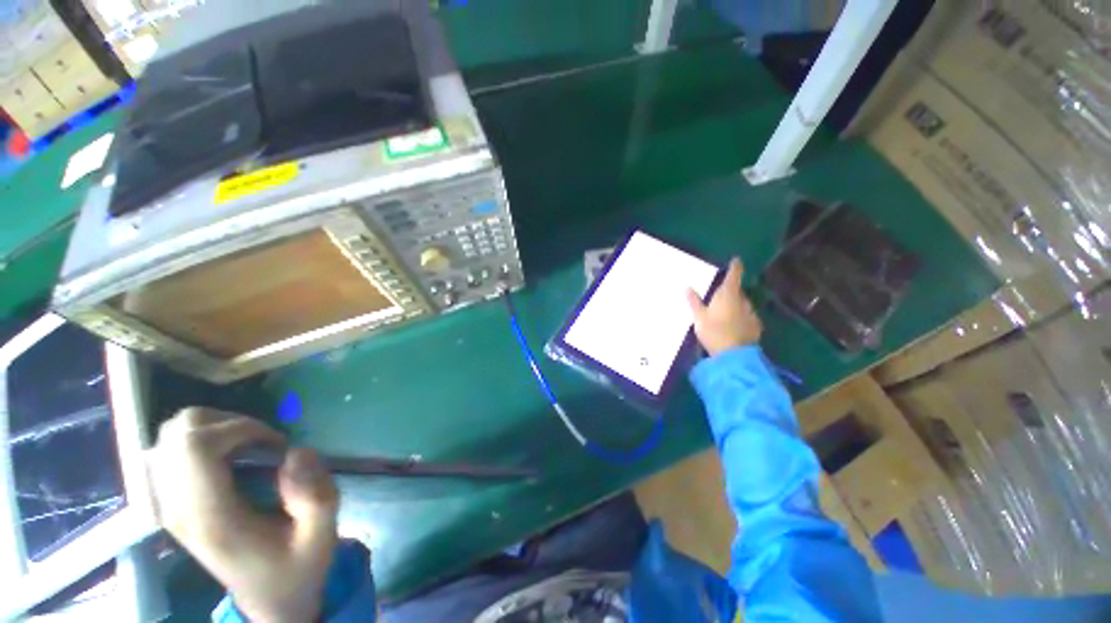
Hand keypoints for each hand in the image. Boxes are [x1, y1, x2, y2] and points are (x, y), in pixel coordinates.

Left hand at [148, 408, 338, 622]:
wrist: (268, 600)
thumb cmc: (296, 568)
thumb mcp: (322, 536)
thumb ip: (316, 495)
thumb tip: (296, 453)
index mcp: (211, 518)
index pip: (195, 447)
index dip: (241, 428)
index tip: (277, 444)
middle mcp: (179, 507)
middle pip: (178, 433)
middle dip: (228, 423)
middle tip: (265, 443)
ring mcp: (170, 505)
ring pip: (171, 436)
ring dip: (215, 429)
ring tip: (250, 448)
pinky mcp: (173, 502)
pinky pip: (172, 451)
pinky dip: (202, 441)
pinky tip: (231, 459)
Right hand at [686, 258, 761, 355]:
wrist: (735, 356)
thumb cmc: (714, 332)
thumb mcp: (699, 317)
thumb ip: (694, 301)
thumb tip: (687, 287)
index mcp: (728, 294)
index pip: (734, 275)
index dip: (735, 266)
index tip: (736, 260)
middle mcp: (743, 300)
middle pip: (737, 291)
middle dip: (730, 291)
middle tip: (718, 296)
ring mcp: (751, 313)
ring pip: (742, 304)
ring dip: (735, 305)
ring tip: (724, 313)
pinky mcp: (756, 326)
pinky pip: (746, 316)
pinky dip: (740, 316)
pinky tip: (732, 325)